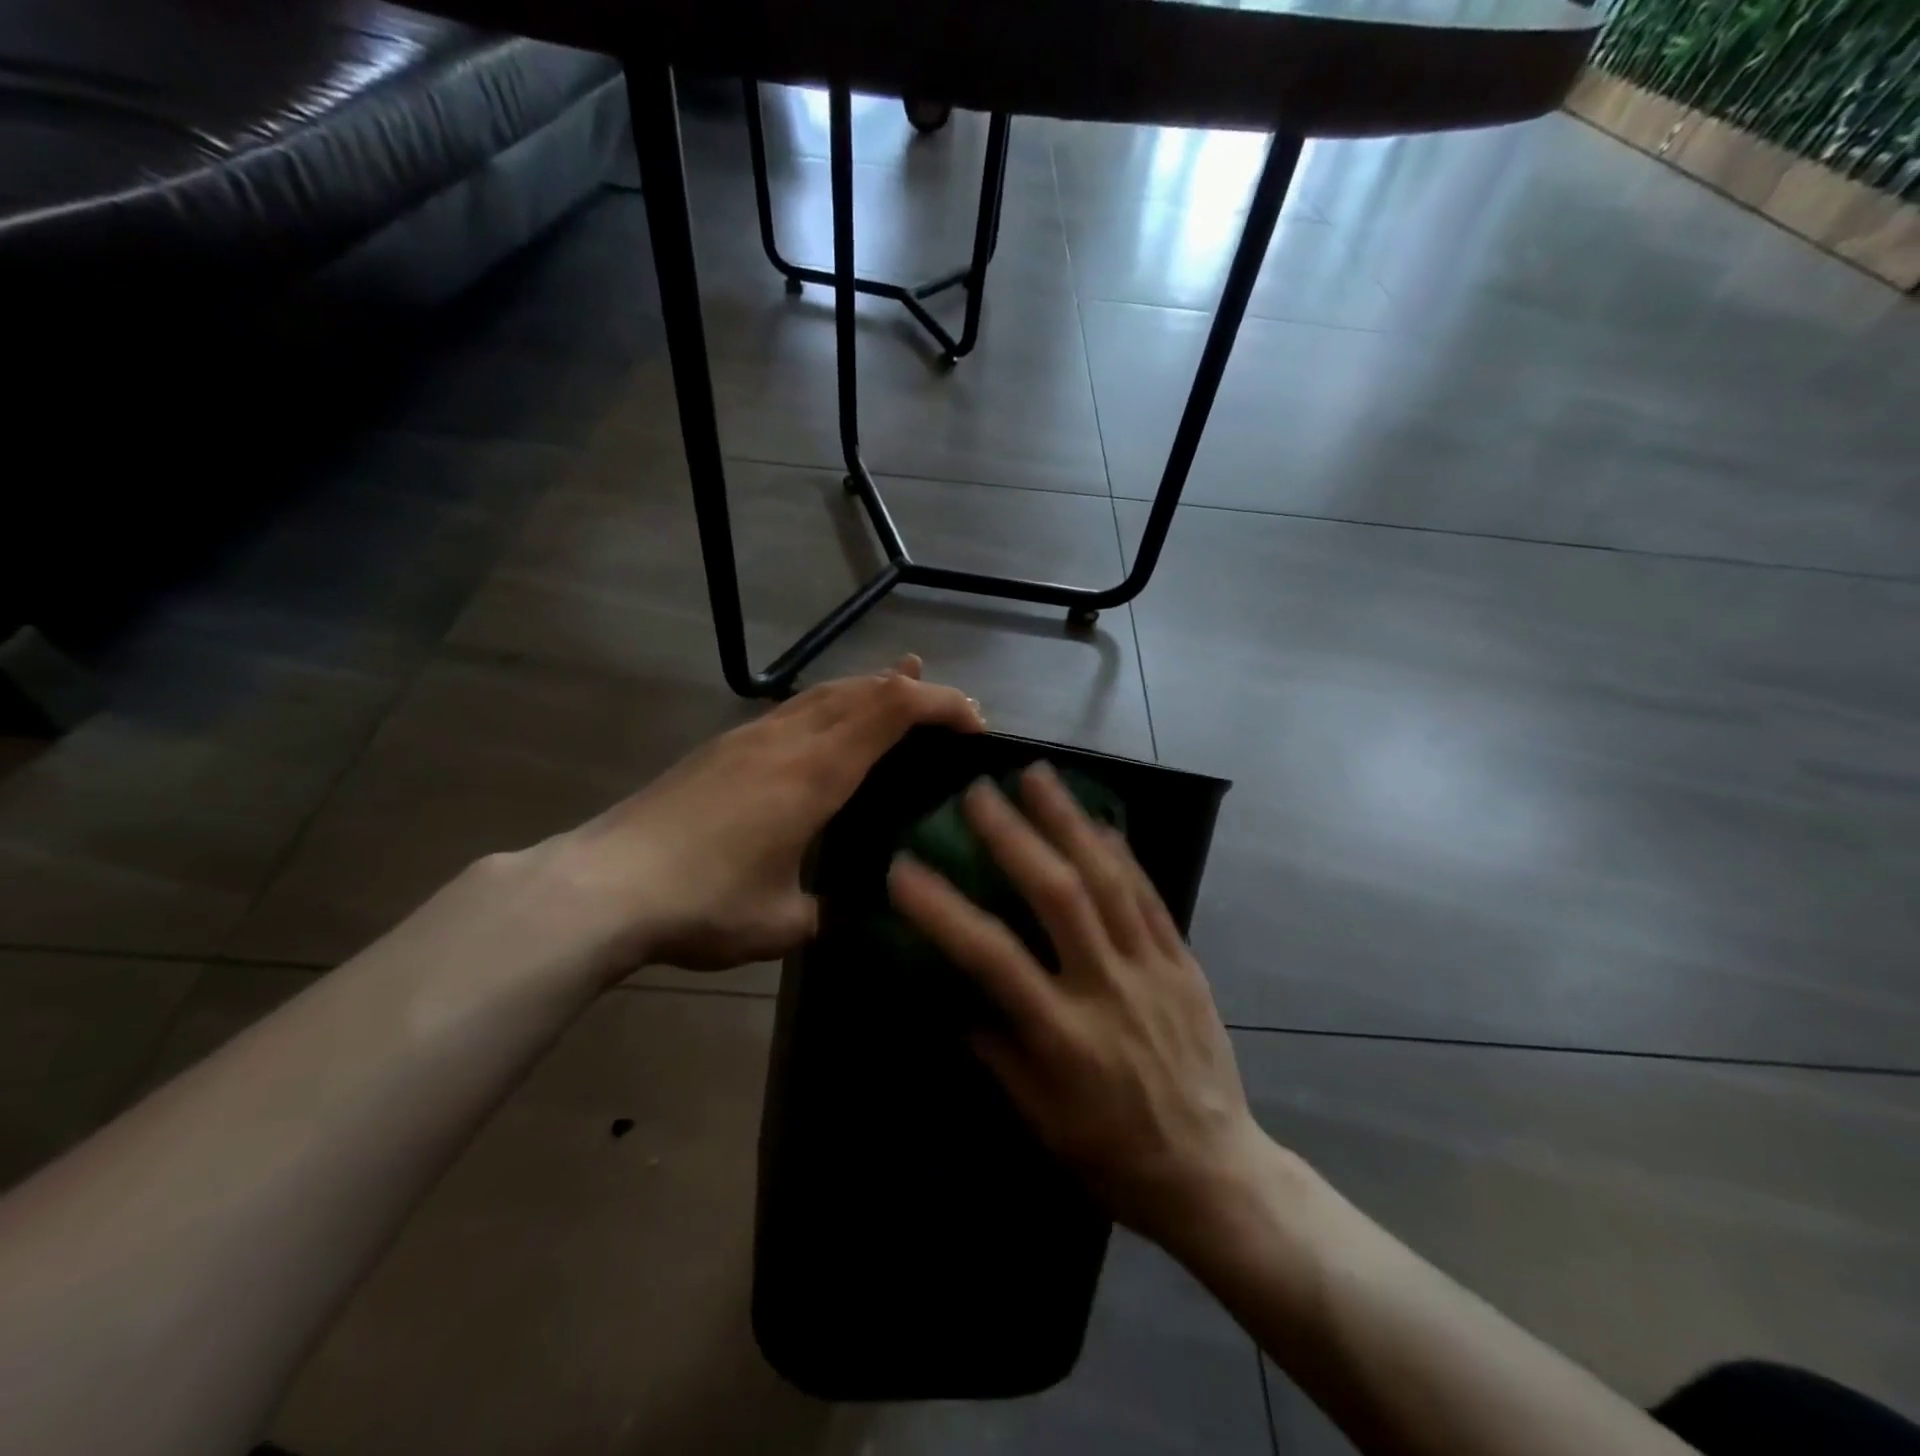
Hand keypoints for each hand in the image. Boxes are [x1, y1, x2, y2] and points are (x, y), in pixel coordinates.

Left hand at [538, 656, 983, 975]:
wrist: (603, 886)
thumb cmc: (704, 903)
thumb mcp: (781, 922)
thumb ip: (825, 911)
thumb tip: (842, 911)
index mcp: (816, 773)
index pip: (892, 711)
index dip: (940, 704)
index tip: (975, 723)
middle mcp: (788, 740)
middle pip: (864, 690)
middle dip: (916, 692)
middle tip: (953, 709)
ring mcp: (750, 738)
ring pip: (826, 692)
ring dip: (872, 688)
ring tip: (903, 685)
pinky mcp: (723, 748)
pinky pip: (794, 708)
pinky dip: (832, 703)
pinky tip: (829, 723)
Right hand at [887, 764, 1271, 1251]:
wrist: (1214, 1173)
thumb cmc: (1114, 1155)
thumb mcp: (1040, 1119)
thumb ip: (995, 1050)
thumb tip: (955, 996)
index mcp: (1063, 1036)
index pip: (992, 958)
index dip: (943, 910)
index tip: (903, 868)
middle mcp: (1108, 988)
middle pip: (1058, 895)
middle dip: (1014, 836)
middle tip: (978, 792)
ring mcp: (1153, 968)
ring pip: (1108, 878)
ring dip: (1068, 821)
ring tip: (1037, 775)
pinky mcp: (1184, 960)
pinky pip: (1149, 894)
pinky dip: (1120, 852)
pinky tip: (1098, 819)